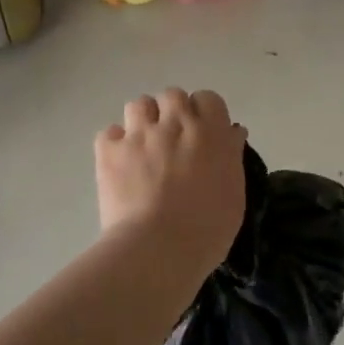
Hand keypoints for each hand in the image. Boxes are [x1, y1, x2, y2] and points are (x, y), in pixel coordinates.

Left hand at [96, 87, 248, 275]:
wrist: (159, 249)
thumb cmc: (208, 229)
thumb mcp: (234, 193)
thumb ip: (231, 156)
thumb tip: (232, 132)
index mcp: (211, 132)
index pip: (209, 99)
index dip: (205, 114)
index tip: (204, 134)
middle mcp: (176, 123)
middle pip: (172, 95)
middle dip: (172, 112)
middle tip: (173, 140)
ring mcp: (139, 134)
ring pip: (139, 105)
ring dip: (143, 121)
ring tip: (144, 147)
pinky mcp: (109, 151)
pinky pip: (109, 133)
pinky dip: (114, 145)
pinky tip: (120, 163)